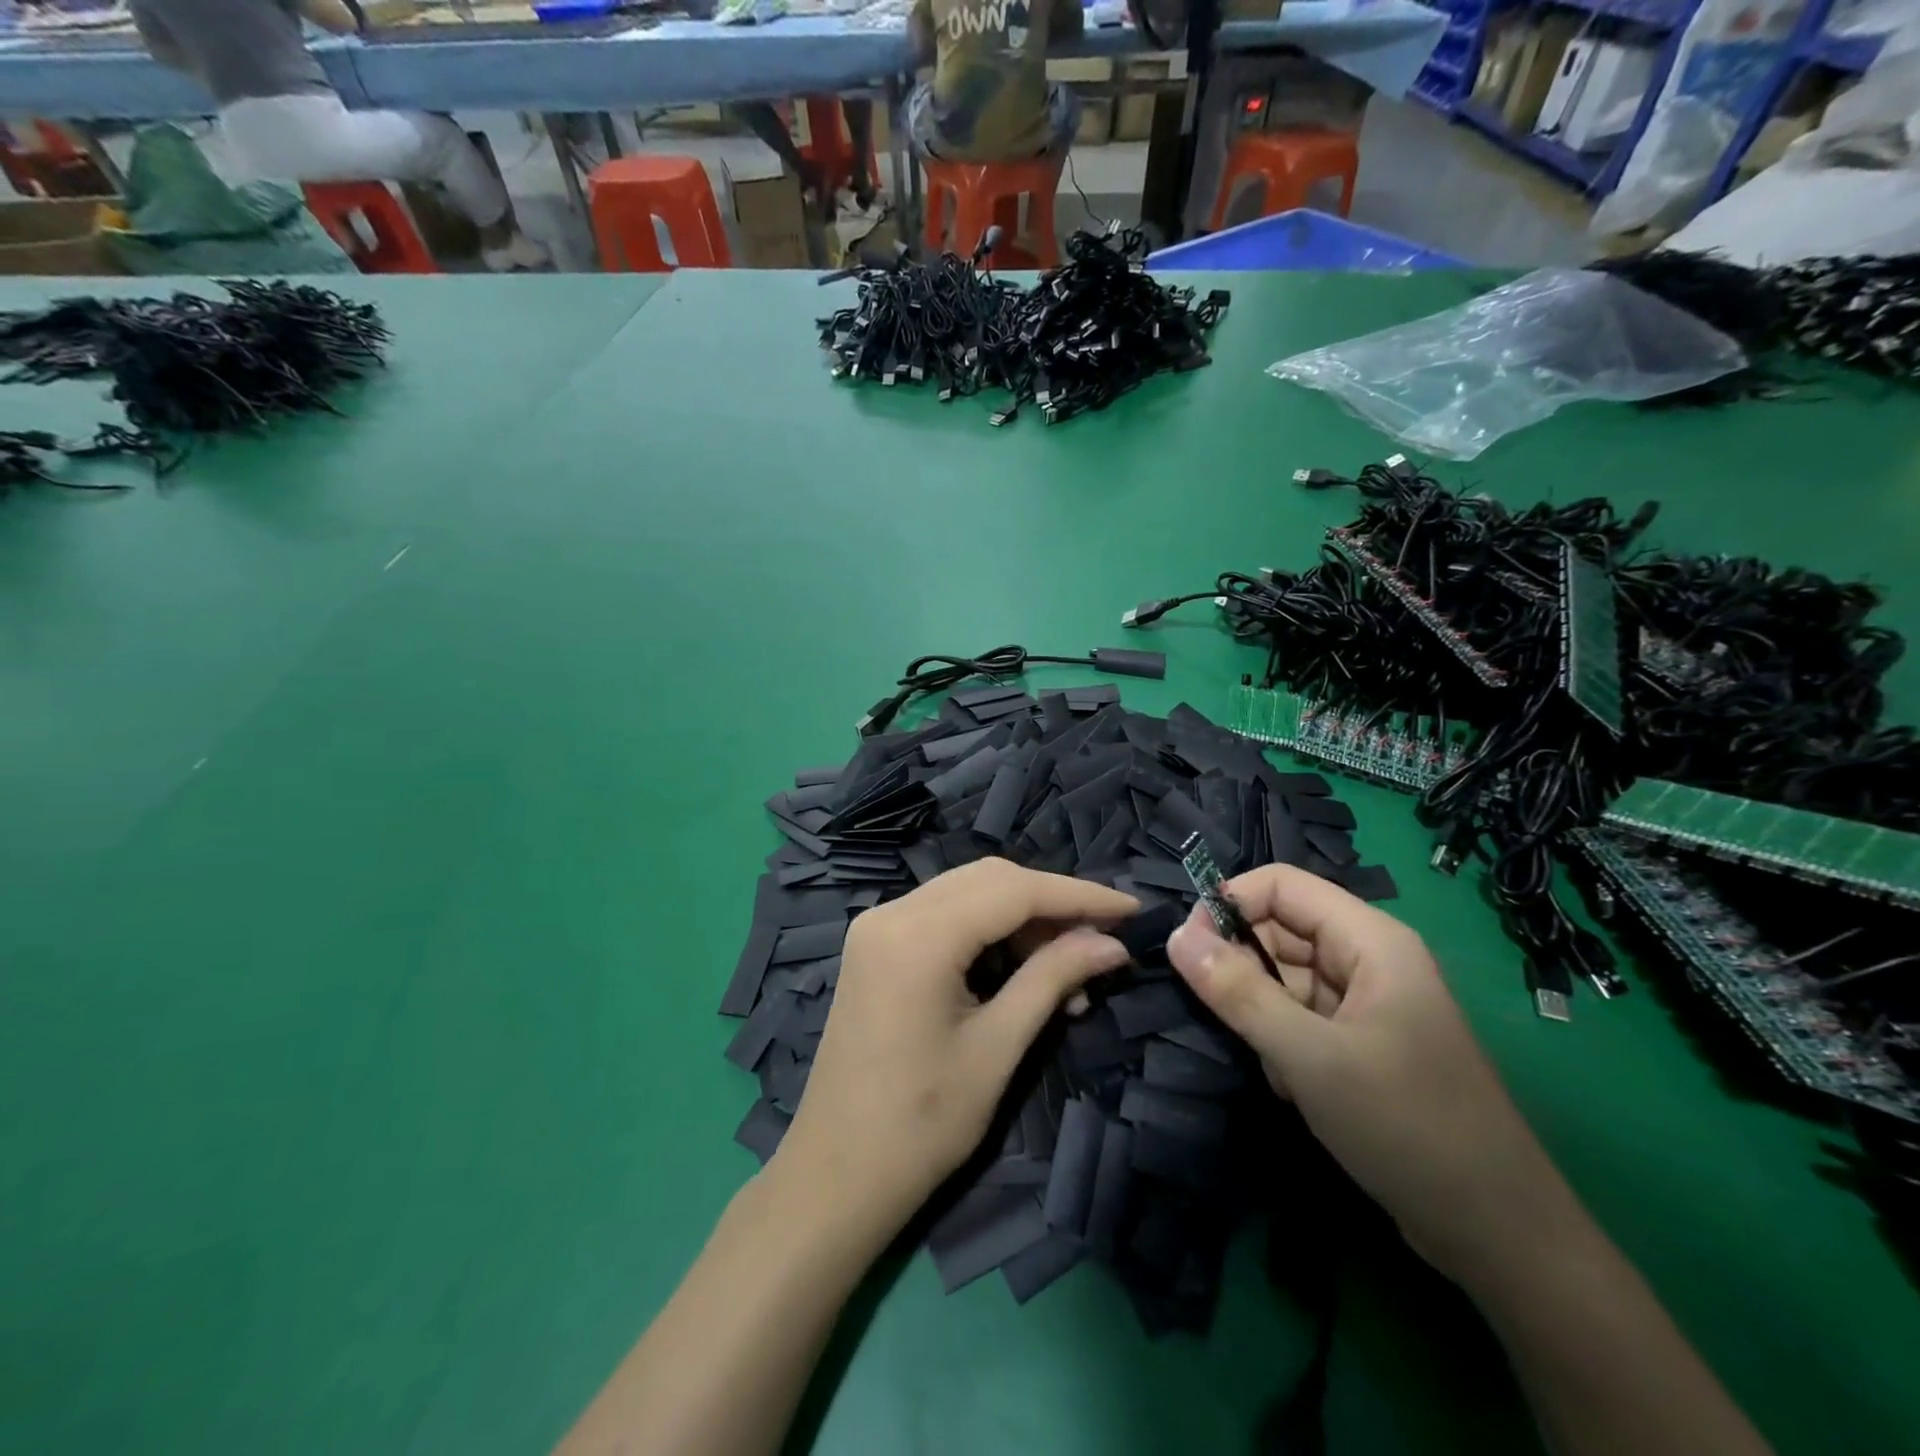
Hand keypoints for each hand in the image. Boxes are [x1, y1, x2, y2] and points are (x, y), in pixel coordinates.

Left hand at [771, 859, 1136, 1238]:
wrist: (835, 1175)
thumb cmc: (921, 1124)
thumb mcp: (998, 1048)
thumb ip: (1053, 979)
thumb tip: (1112, 943)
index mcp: (918, 935)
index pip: (1014, 890)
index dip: (1079, 896)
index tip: (1132, 909)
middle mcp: (892, 912)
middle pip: (990, 880)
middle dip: (1051, 904)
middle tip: (1101, 941)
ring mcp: (877, 926)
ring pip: (968, 893)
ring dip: (1021, 920)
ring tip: (1068, 973)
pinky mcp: (875, 945)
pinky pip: (944, 916)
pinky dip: (987, 932)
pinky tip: (1020, 971)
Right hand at [1166, 865, 1573, 1286]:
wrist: (1498, 1236)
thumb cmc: (1406, 1126)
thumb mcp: (1309, 1056)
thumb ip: (1237, 992)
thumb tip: (1174, 936)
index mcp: (1370, 939)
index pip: (1280, 885)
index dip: (1229, 904)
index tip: (1187, 949)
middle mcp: (1367, 959)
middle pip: (1279, 929)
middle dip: (1242, 966)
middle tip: (1222, 1015)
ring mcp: (1365, 1003)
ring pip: (1283, 977)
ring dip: (1261, 1013)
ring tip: (1273, 1064)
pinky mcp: (1360, 1043)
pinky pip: (1298, 1016)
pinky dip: (1281, 1043)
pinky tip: (1293, 1088)